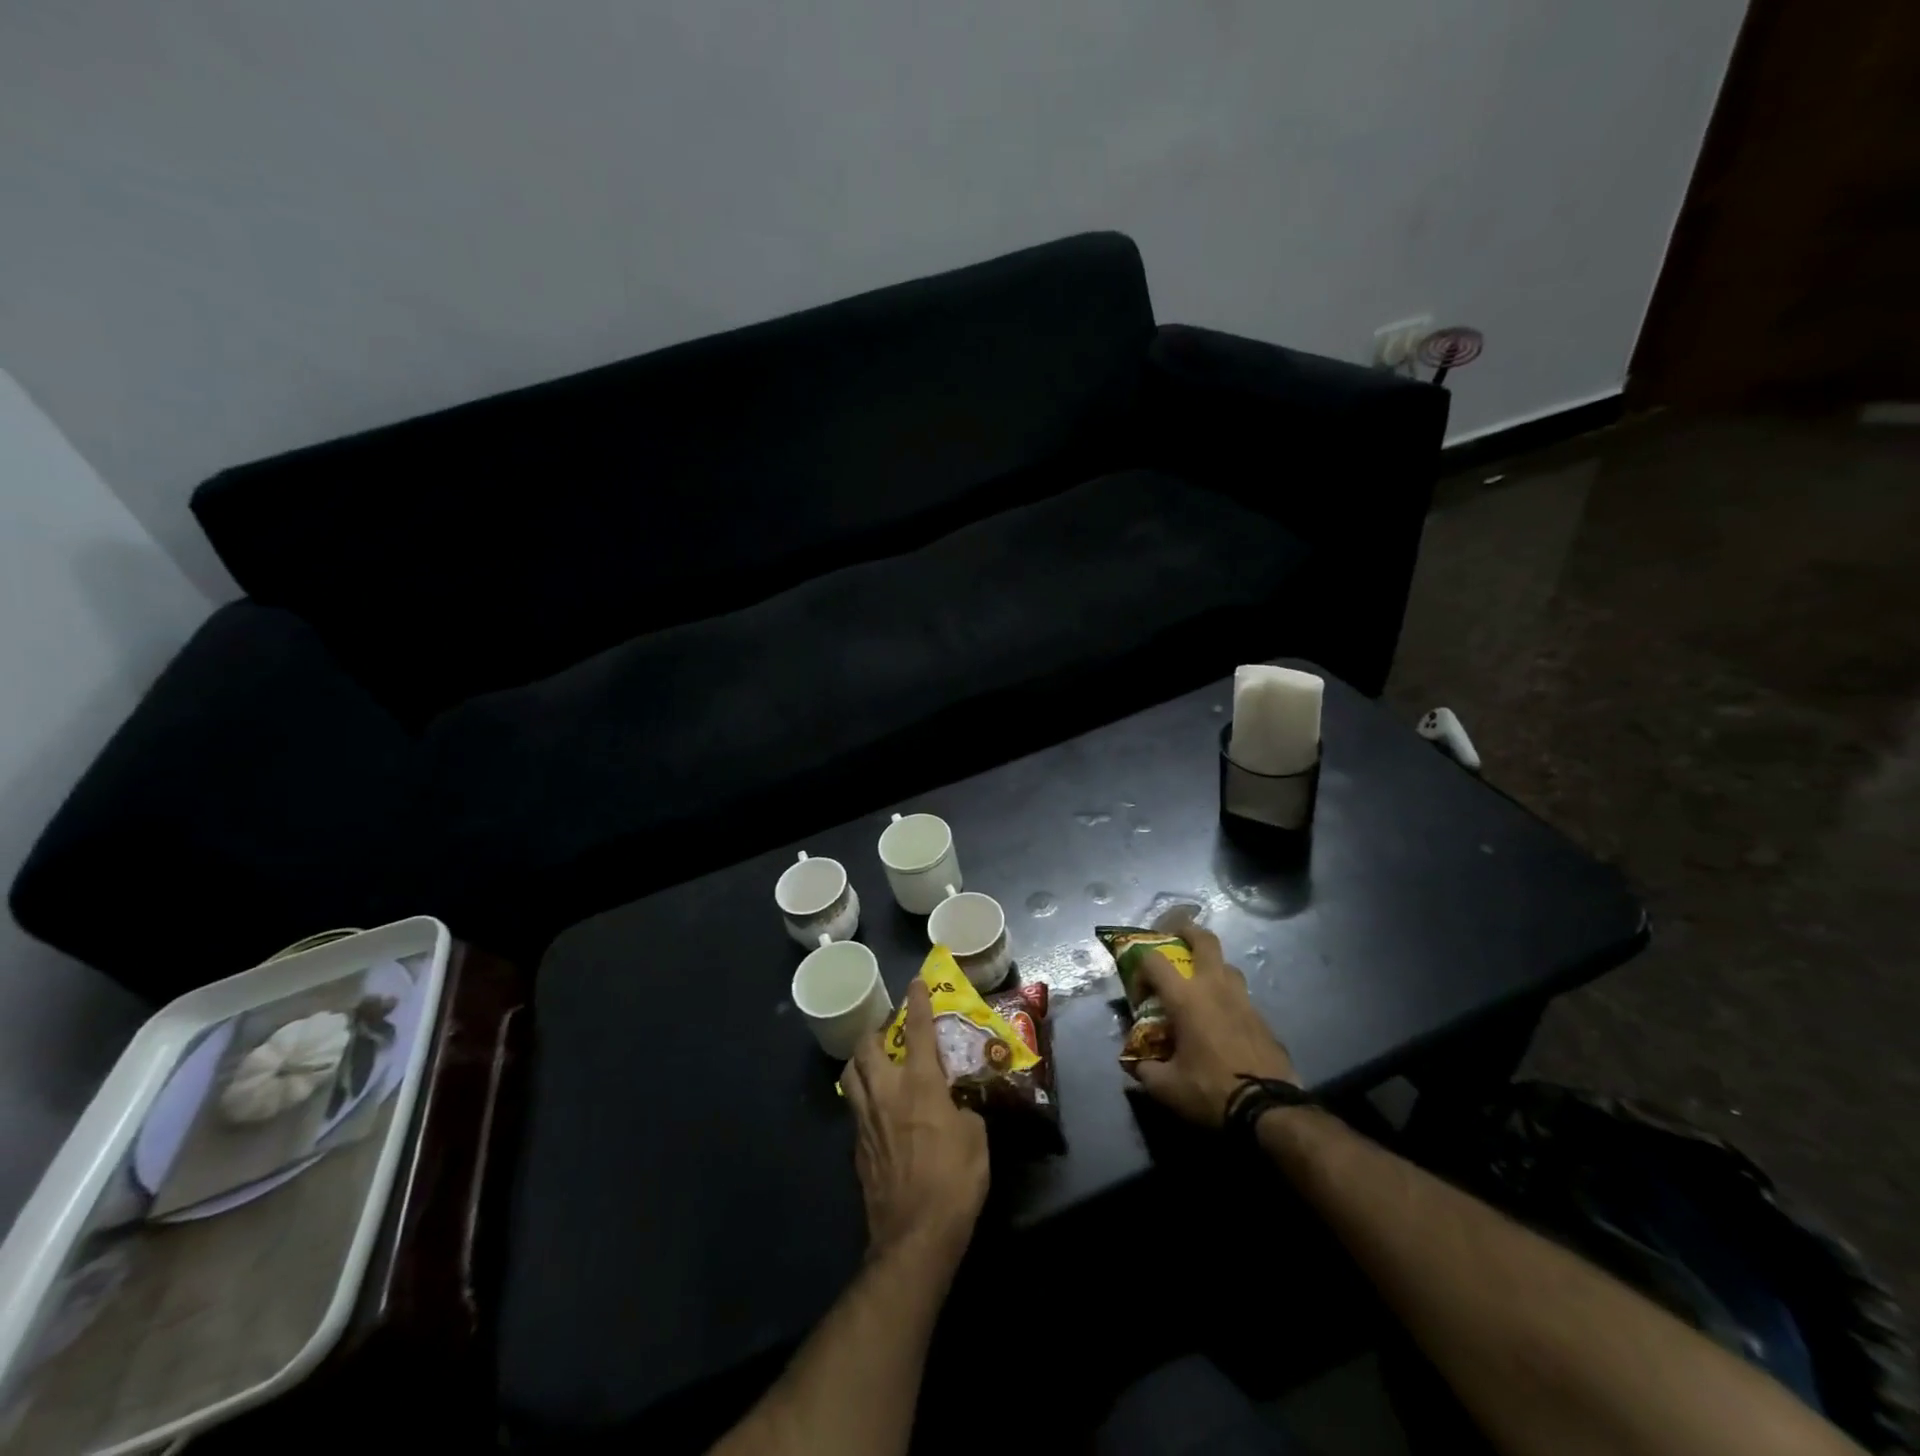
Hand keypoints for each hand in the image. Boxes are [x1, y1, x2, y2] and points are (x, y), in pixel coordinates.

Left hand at [842, 980, 989, 1266]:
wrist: (914, 1236)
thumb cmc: (954, 1181)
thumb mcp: (976, 1138)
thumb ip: (963, 1112)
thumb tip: (955, 1109)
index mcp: (920, 1084)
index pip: (918, 1031)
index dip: (918, 1002)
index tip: (916, 982)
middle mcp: (886, 1092)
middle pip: (867, 1046)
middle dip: (877, 1032)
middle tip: (892, 1034)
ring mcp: (866, 1120)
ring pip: (851, 1075)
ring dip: (862, 1061)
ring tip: (877, 1064)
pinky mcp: (857, 1147)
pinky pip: (855, 1108)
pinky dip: (864, 1098)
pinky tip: (880, 1110)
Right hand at [1124, 914, 1298, 1126]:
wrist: (1269, 1111)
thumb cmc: (1210, 1091)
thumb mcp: (1166, 1088)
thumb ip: (1144, 1070)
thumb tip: (1134, 1063)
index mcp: (1186, 998)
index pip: (1154, 961)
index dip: (1140, 969)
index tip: (1138, 993)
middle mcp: (1215, 987)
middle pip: (1204, 940)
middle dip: (1187, 931)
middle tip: (1174, 937)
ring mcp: (1243, 1000)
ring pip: (1227, 965)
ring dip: (1211, 965)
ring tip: (1199, 983)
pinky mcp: (1262, 1018)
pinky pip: (1241, 994)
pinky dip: (1227, 996)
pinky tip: (1222, 1018)